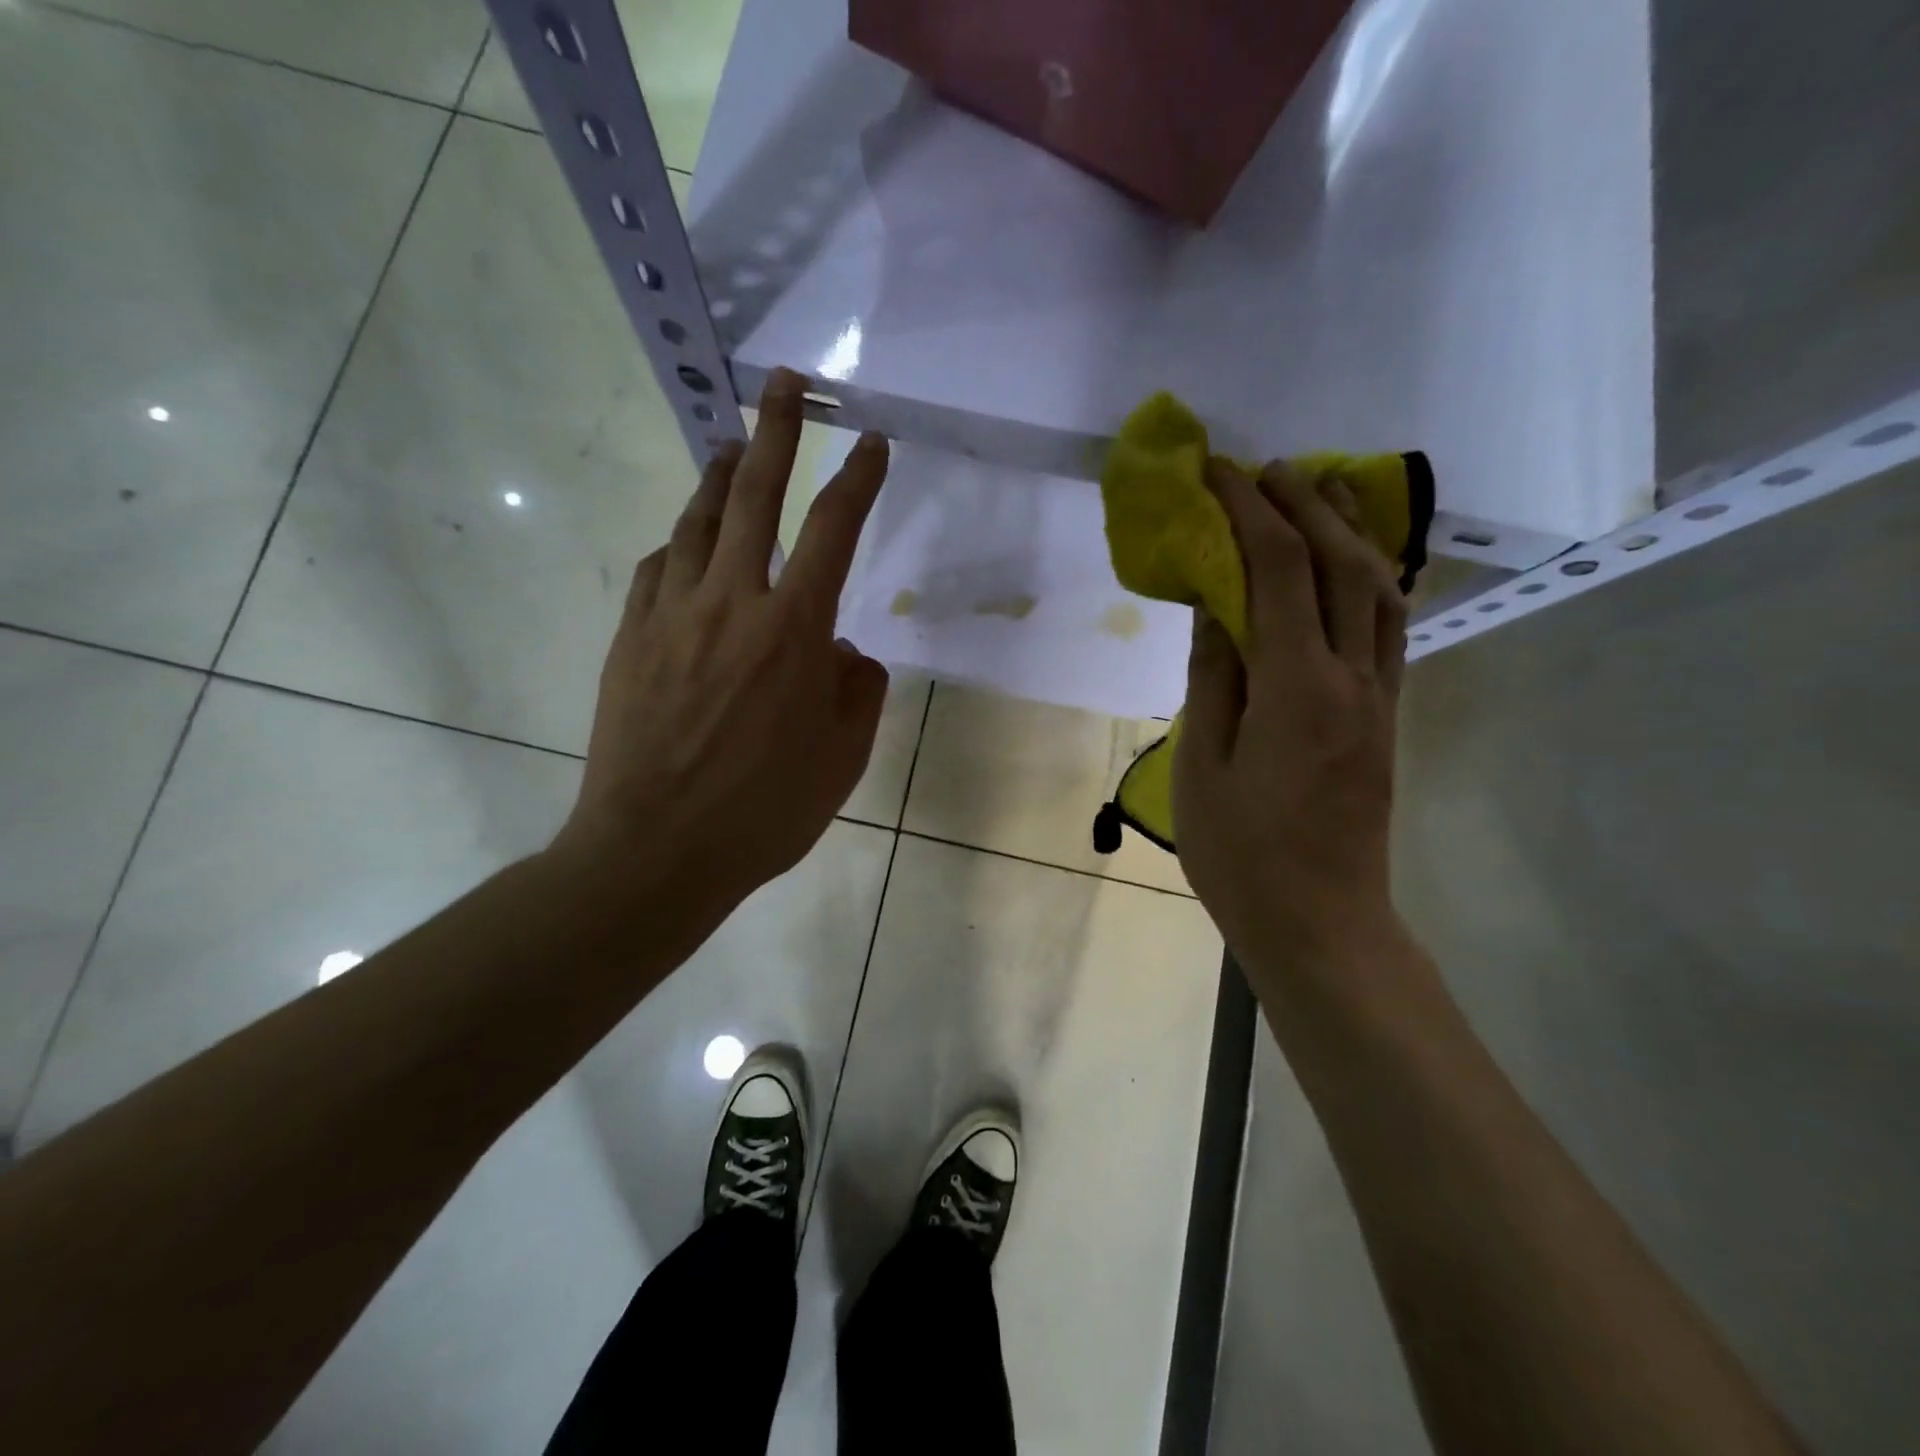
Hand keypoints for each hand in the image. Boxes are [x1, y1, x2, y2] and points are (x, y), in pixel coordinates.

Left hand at [555, 368, 891, 920]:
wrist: (656, 850)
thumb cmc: (764, 811)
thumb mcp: (841, 759)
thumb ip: (858, 693)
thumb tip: (848, 654)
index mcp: (794, 632)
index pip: (834, 531)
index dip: (858, 479)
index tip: (872, 441)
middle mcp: (732, 604)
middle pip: (755, 497)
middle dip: (776, 431)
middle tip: (782, 382)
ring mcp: (671, 615)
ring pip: (696, 522)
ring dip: (719, 477)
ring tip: (732, 447)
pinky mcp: (630, 638)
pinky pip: (655, 569)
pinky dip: (676, 544)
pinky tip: (683, 544)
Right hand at [1173, 459, 1407, 986]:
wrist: (1321, 922)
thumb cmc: (1241, 854)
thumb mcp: (1203, 764)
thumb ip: (1213, 678)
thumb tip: (1214, 605)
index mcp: (1297, 689)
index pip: (1277, 572)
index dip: (1249, 512)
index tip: (1219, 472)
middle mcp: (1352, 678)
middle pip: (1338, 566)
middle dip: (1303, 504)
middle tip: (1268, 465)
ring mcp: (1379, 697)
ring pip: (1378, 589)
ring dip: (1349, 530)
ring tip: (1321, 488)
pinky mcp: (1387, 716)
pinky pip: (1388, 626)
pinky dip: (1370, 576)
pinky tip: (1352, 562)